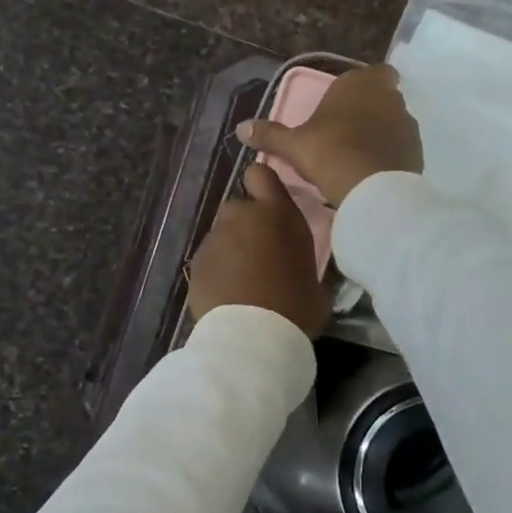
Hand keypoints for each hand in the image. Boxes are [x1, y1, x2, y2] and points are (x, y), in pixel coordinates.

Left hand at [187, 163, 331, 337]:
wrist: (252, 338)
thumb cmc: (296, 307)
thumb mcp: (315, 280)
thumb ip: (302, 259)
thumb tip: (299, 267)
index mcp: (278, 214)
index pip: (260, 174)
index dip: (262, 186)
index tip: (269, 206)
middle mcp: (242, 217)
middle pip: (239, 207)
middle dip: (247, 225)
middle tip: (260, 256)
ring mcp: (214, 239)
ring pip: (223, 235)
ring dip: (232, 249)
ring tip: (244, 281)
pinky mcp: (196, 264)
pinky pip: (210, 260)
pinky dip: (217, 271)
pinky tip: (228, 296)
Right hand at [236, 63, 422, 206]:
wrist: (371, 189)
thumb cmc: (329, 152)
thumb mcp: (293, 145)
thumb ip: (269, 134)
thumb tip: (240, 128)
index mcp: (361, 83)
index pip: (373, 73)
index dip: (361, 87)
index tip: (344, 106)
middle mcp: (390, 96)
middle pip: (382, 98)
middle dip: (368, 111)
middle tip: (344, 134)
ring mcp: (407, 124)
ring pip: (393, 123)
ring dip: (379, 134)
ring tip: (356, 157)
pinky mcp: (417, 151)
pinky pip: (400, 147)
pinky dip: (389, 155)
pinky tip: (370, 172)